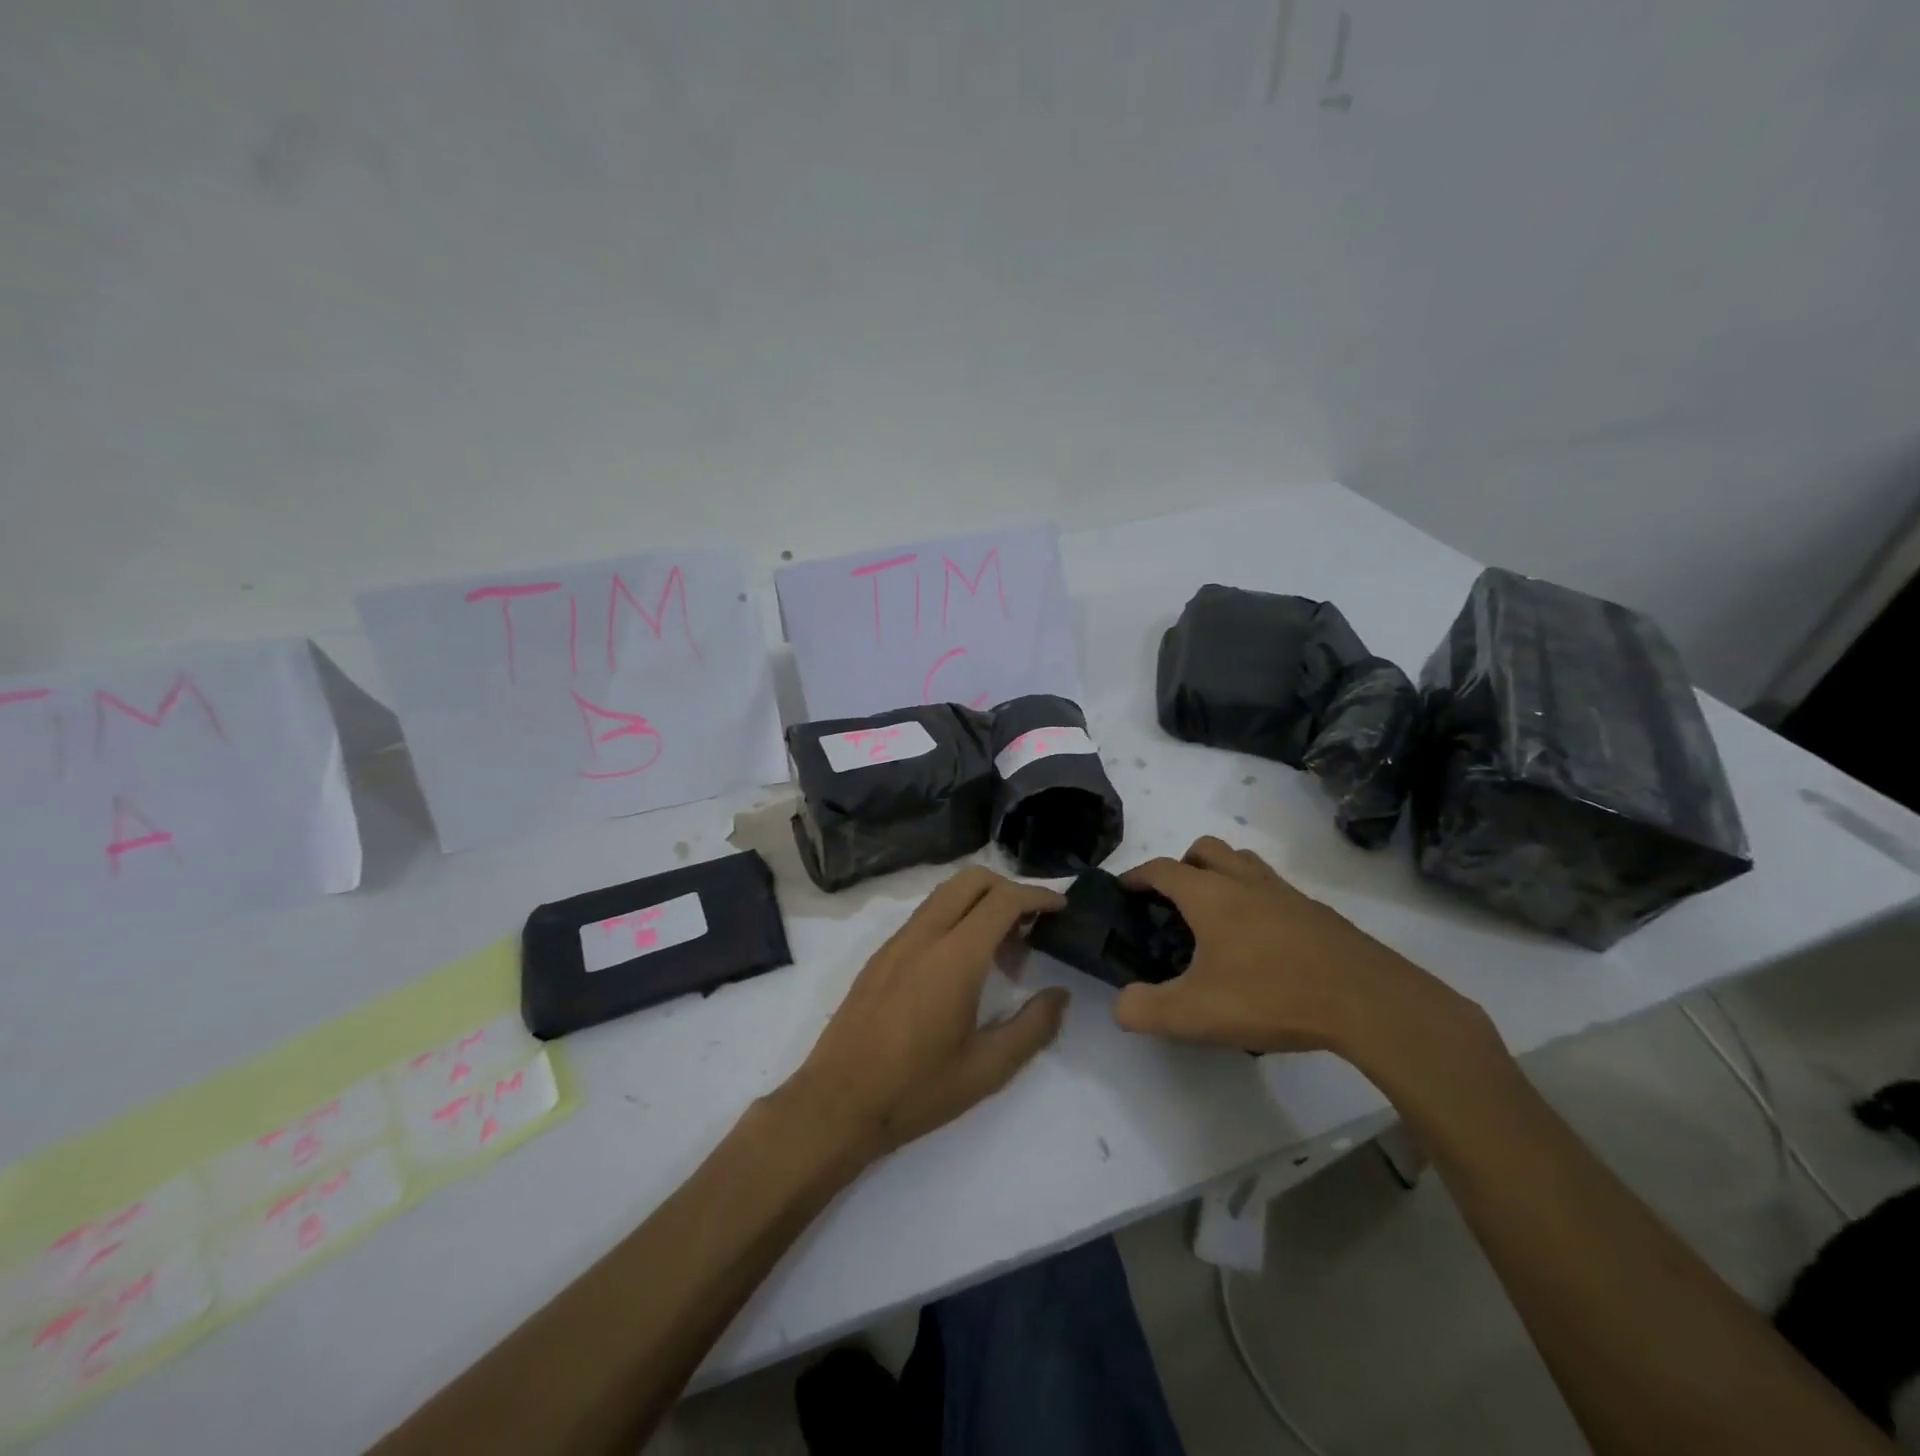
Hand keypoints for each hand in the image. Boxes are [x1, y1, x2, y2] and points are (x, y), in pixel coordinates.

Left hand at [782, 867, 1069, 1162]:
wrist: (836, 1104)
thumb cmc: (916, 1090)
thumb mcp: (987, 1069)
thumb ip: (1033, 1027)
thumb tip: (1059, 995)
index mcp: (954, 957)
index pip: (1002, 900)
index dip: (1037, 896)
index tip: (1061, 908)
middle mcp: (924, 935)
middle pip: (971, 880)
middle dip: (1009, 888)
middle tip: (1033, 923)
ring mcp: (896, 942)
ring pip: (945, 894)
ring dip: (979, 902)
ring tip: (1003, 947)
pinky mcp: (879, 956)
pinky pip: (925, 916)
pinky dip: (954, 917)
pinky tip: (963, 962)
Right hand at [1115, 836, 1485, 1067]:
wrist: (1365, 1001)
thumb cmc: (1270, 996)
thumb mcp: (1194, 1014)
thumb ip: (1145, 1009)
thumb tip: (1121, 1005)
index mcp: (1209, 896)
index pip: (1162, 869)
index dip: (1137, 875)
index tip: (1124, 887)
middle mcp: (1244, 882)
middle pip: (1206, 849)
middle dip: (1183, 864)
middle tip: (1174, 899)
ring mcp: (1285, 893)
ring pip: (1244, 862)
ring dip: (1223, 873)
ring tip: (1217, 913)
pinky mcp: (1316, 913)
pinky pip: (1276, 889)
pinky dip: (1258, 899)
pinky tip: (1263, 942)